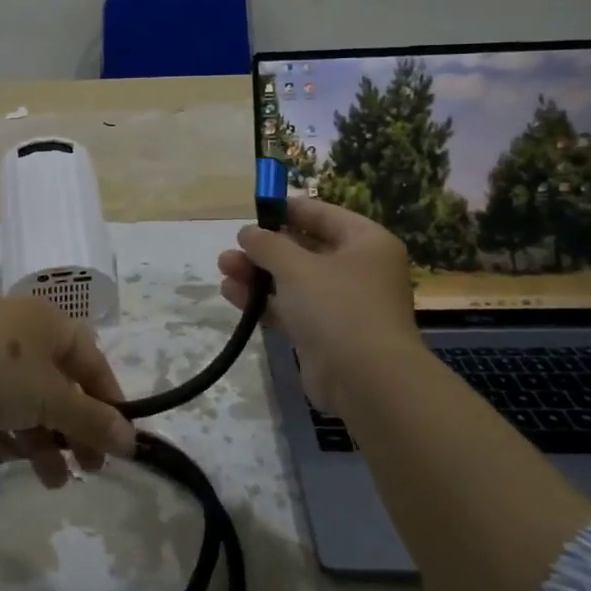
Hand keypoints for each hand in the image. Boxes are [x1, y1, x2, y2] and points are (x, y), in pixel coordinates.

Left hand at [0, 297, 136, 487]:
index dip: (109, 400)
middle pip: (57, 382)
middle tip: (87, 471)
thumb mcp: (52, 399)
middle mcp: (18, 327)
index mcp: (48, 321)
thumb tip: (131, 441)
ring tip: (52, 482)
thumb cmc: (0, 371)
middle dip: (74, 429)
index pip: (91, 360)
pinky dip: (6, 430)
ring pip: (23, 397)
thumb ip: (92, 420)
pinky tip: (11, 460)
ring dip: (42, 438)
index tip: (119, 442)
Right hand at [217, 197, 423, 411]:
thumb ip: (267, 244)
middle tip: (233, 246)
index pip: (322, 214)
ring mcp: (343, 304)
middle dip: (265, 248)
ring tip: (223, 268)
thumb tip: (248, 233)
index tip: (254, 210)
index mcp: (366, 242)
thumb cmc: (337, 306)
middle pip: (305, 248)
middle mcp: (358, 269)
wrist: (366, 380)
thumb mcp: (296, 266)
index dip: (287, 210)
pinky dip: (264, 301)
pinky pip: (291, 308)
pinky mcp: (326, 334)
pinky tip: (232, 294)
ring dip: (258, 274)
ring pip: (294, 280)